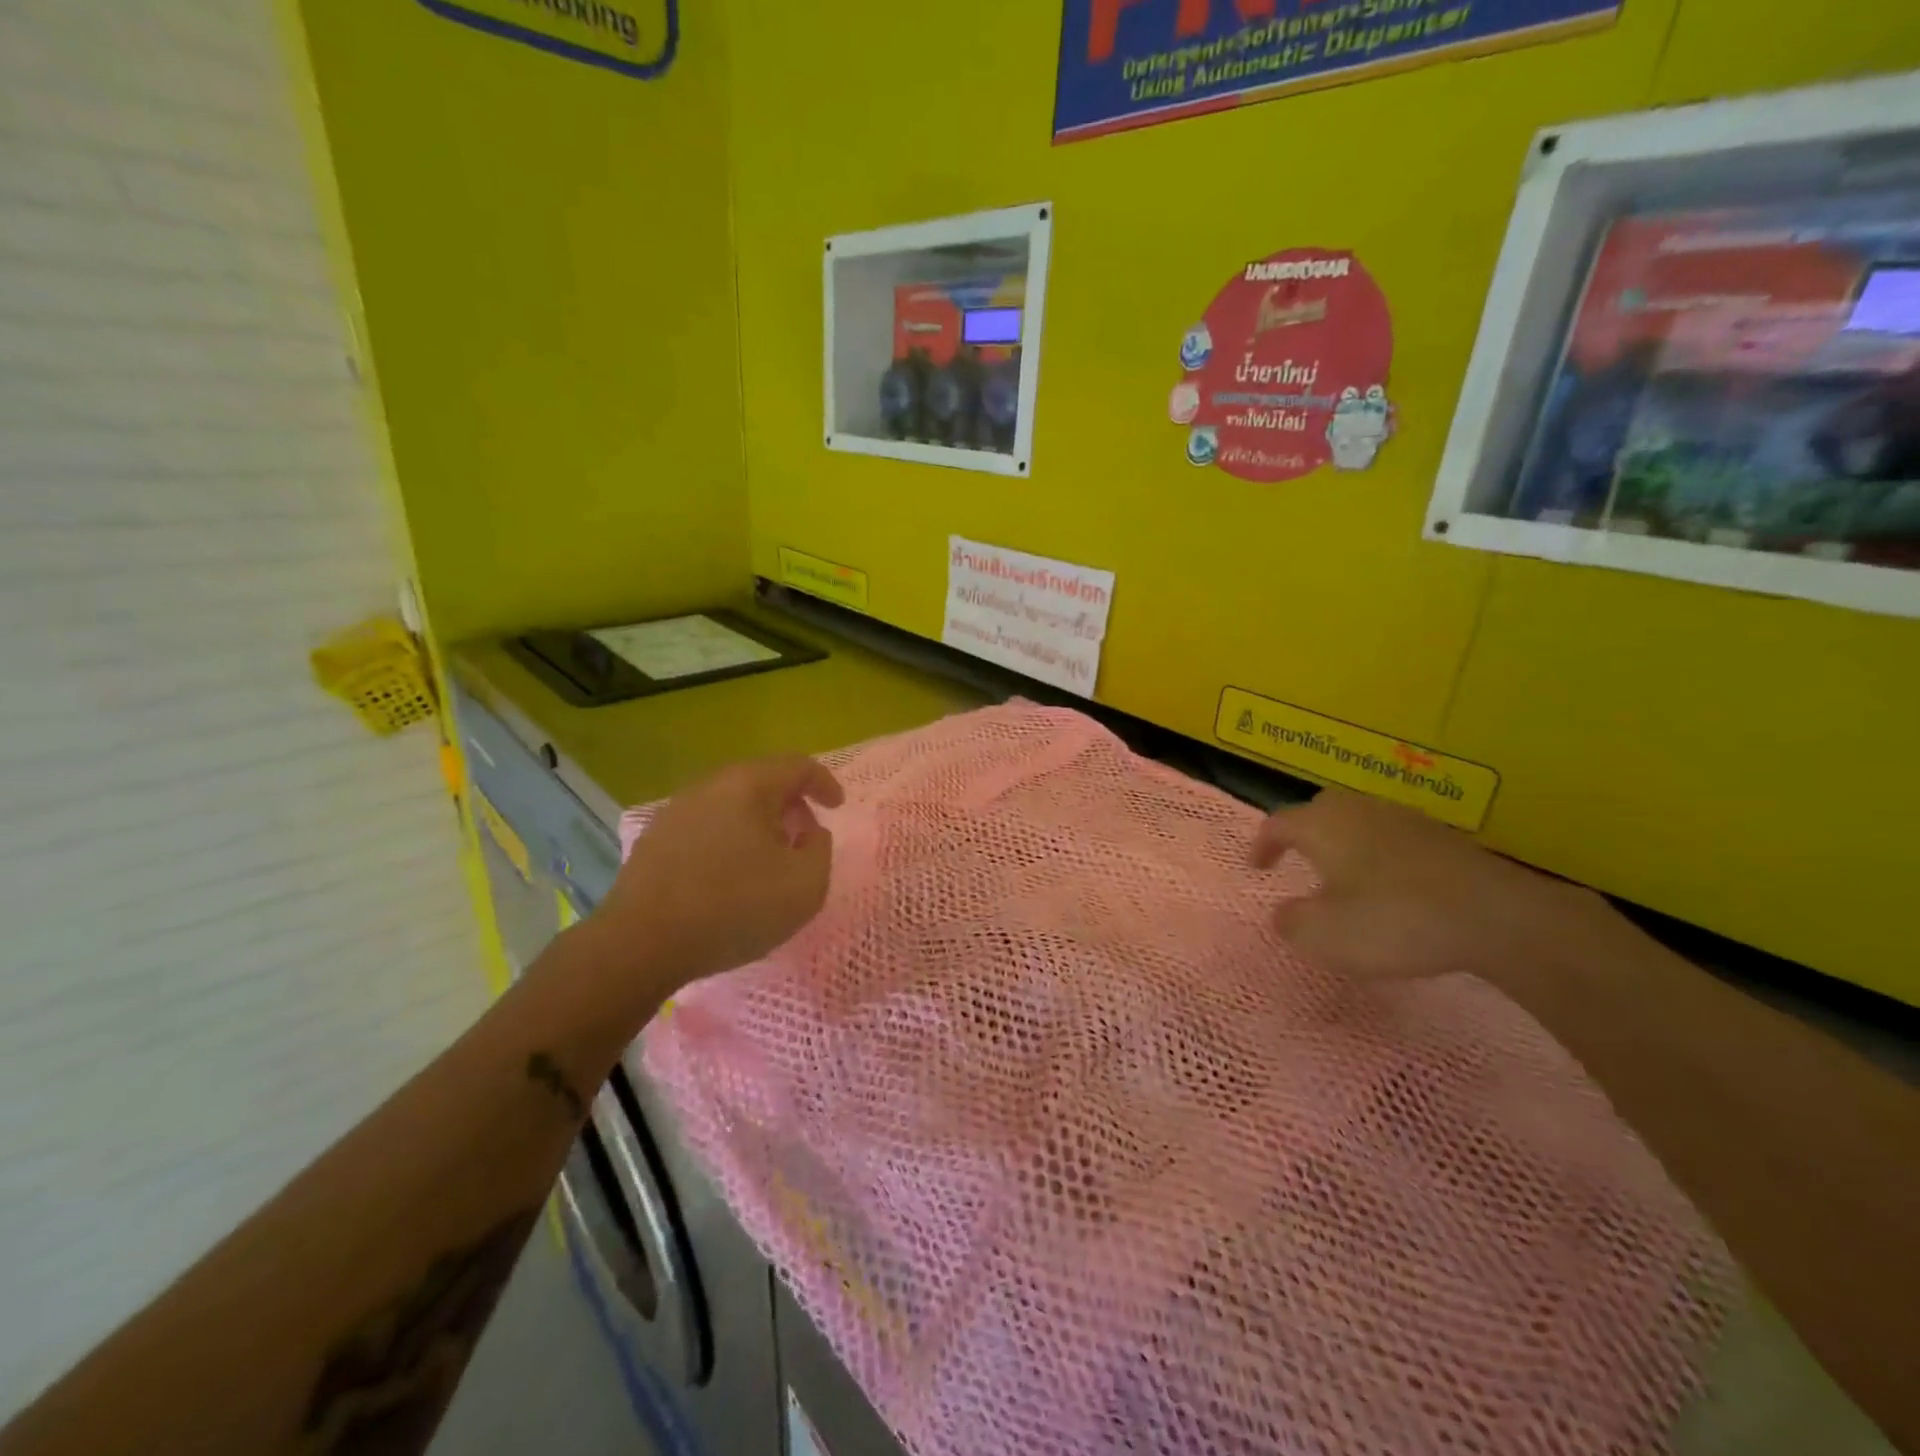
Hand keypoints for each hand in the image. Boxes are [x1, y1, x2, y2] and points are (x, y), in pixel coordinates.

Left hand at [594, 755, 845, 989]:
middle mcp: (710, 786)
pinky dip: (729, 838)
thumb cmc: (734, 908)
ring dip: (758, 822)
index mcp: (749, 785)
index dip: (825, 783)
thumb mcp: (805, 885)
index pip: (798, 766)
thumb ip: (820, 849)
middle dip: (790, 804)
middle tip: (804, 835)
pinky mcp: (655, 838)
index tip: (837, 807)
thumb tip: (809, 832)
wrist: (641, 943)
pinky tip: (730, 873)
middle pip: (762, 780)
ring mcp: (676, 810)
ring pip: (731, 803)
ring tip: (769, 857)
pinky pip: (706, 825)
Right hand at [1250, 788, 1605, 984]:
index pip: (1278, 822)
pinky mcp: (1441, 835)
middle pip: (1320, 809)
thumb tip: (1284, 912)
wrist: (1495, 915)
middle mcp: (1358, 810)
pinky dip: (1380, 853)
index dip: (1263, 844)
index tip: (1257, 867)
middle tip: (1299, 859)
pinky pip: (1393, 836)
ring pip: (1359, 819)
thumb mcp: (1325, 935)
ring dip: (1345, 842)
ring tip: (1344, 875)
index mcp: (1321, 825)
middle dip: (1304, 831)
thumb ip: (1293, 923)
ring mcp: (1403, 818)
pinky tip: (1392, 885)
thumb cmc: (1393, 920)